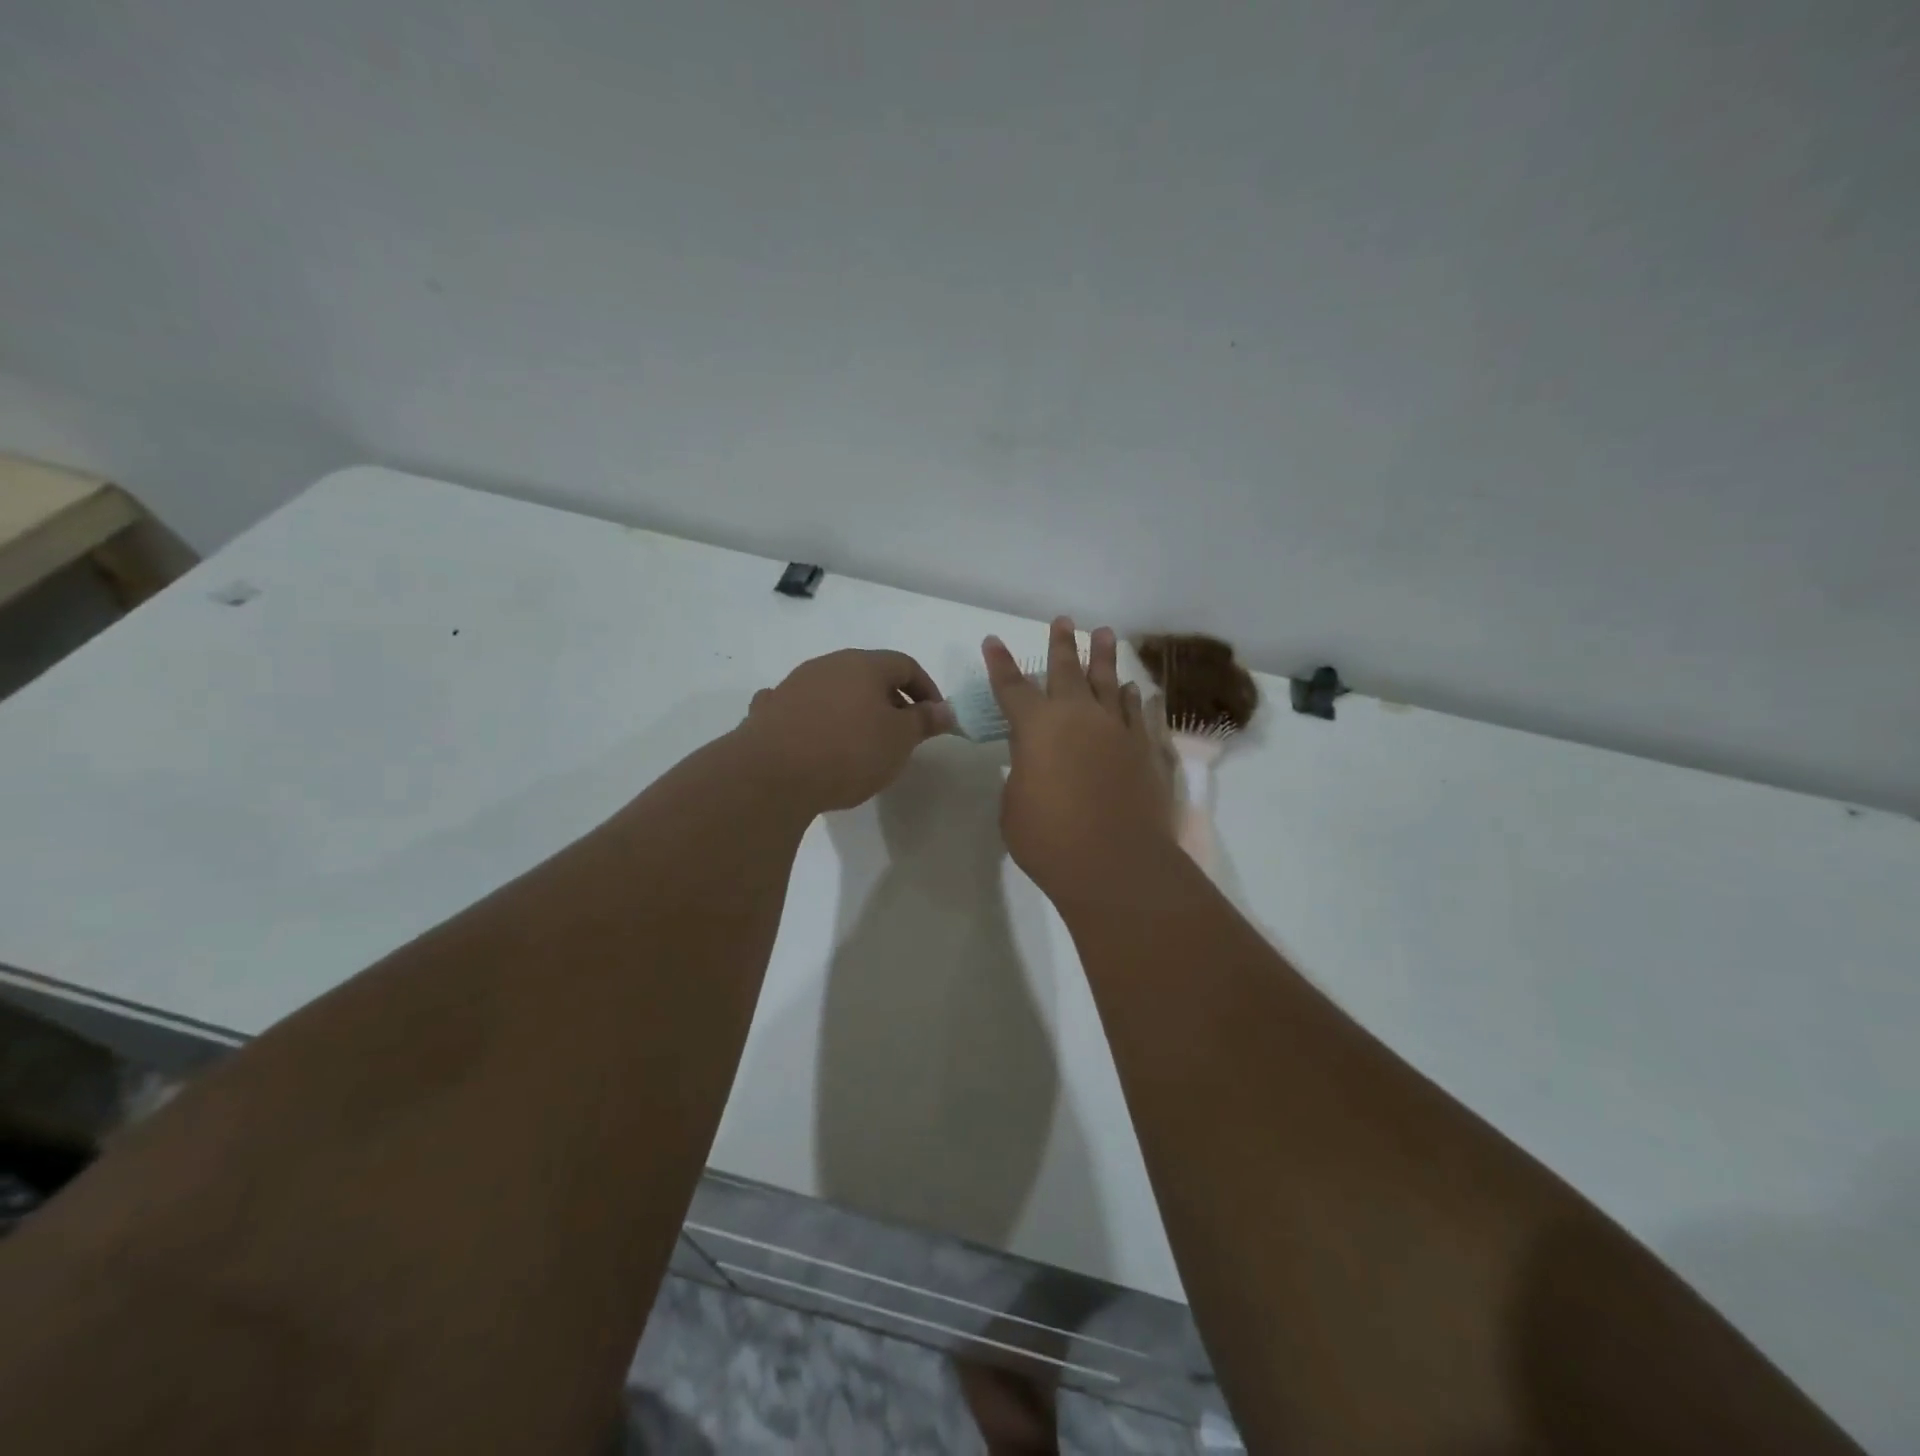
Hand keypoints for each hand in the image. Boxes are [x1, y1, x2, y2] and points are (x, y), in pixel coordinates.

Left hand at [736, 649, 953, 813]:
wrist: (771, 775)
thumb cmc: (848, 751)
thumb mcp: (899, 740)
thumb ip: (924, 721)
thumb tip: (946, 709)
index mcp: (864, 665)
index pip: (905, 664)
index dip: (926, 689)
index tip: (934, 718)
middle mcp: (827, 665)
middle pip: (868, 675)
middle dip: (889, 700)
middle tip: (901, 733)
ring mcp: (794, 685)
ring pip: (833, 690)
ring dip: (852, 710)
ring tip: (860, 743)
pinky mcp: (769, 710)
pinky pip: (800, 708)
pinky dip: (814, 719)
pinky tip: (813, 739)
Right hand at [984, 618, 1175, 906]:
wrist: (1116, 864)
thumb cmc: (1049, 839)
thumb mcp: (1014, 806)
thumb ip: (1022, 774)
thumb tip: (1034, 763)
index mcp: (1036, 727)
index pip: (1011, 687)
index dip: (1000, 664)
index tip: (994, 640)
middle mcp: (1078, 716)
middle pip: (1067, 670)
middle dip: (1061, 644)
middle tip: (1063, 620)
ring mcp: (1117, 729)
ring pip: (1110, 682)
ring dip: (1104, 657)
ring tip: (1104, 634)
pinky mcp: (1147, 749)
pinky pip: (1140, 714)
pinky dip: (1135, 699)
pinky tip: (1135, 691)